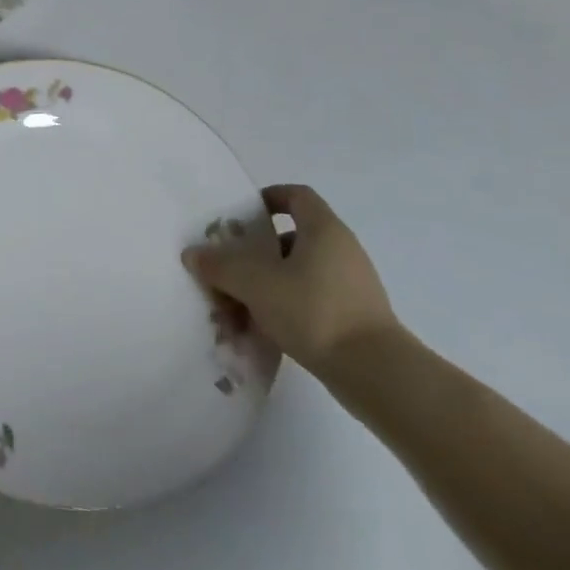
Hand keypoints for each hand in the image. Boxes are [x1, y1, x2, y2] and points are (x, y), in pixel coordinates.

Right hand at [183, 184, 398, 377]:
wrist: (375, 373)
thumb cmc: (314, 311)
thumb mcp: (255, 283)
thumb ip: (220, 265)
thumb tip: (193, 253)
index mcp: (324, 230)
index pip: (297, 196)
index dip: (268, 198)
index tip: (241, 215)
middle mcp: (342, 251)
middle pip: (291, 237)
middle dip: (255, 250)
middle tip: (227, 264)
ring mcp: (351, 286)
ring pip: (297, 273)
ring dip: (265, 283)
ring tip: (235, 304)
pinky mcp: (353, 318)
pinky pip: (309, 300)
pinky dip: (283, 307)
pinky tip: (260, 328)